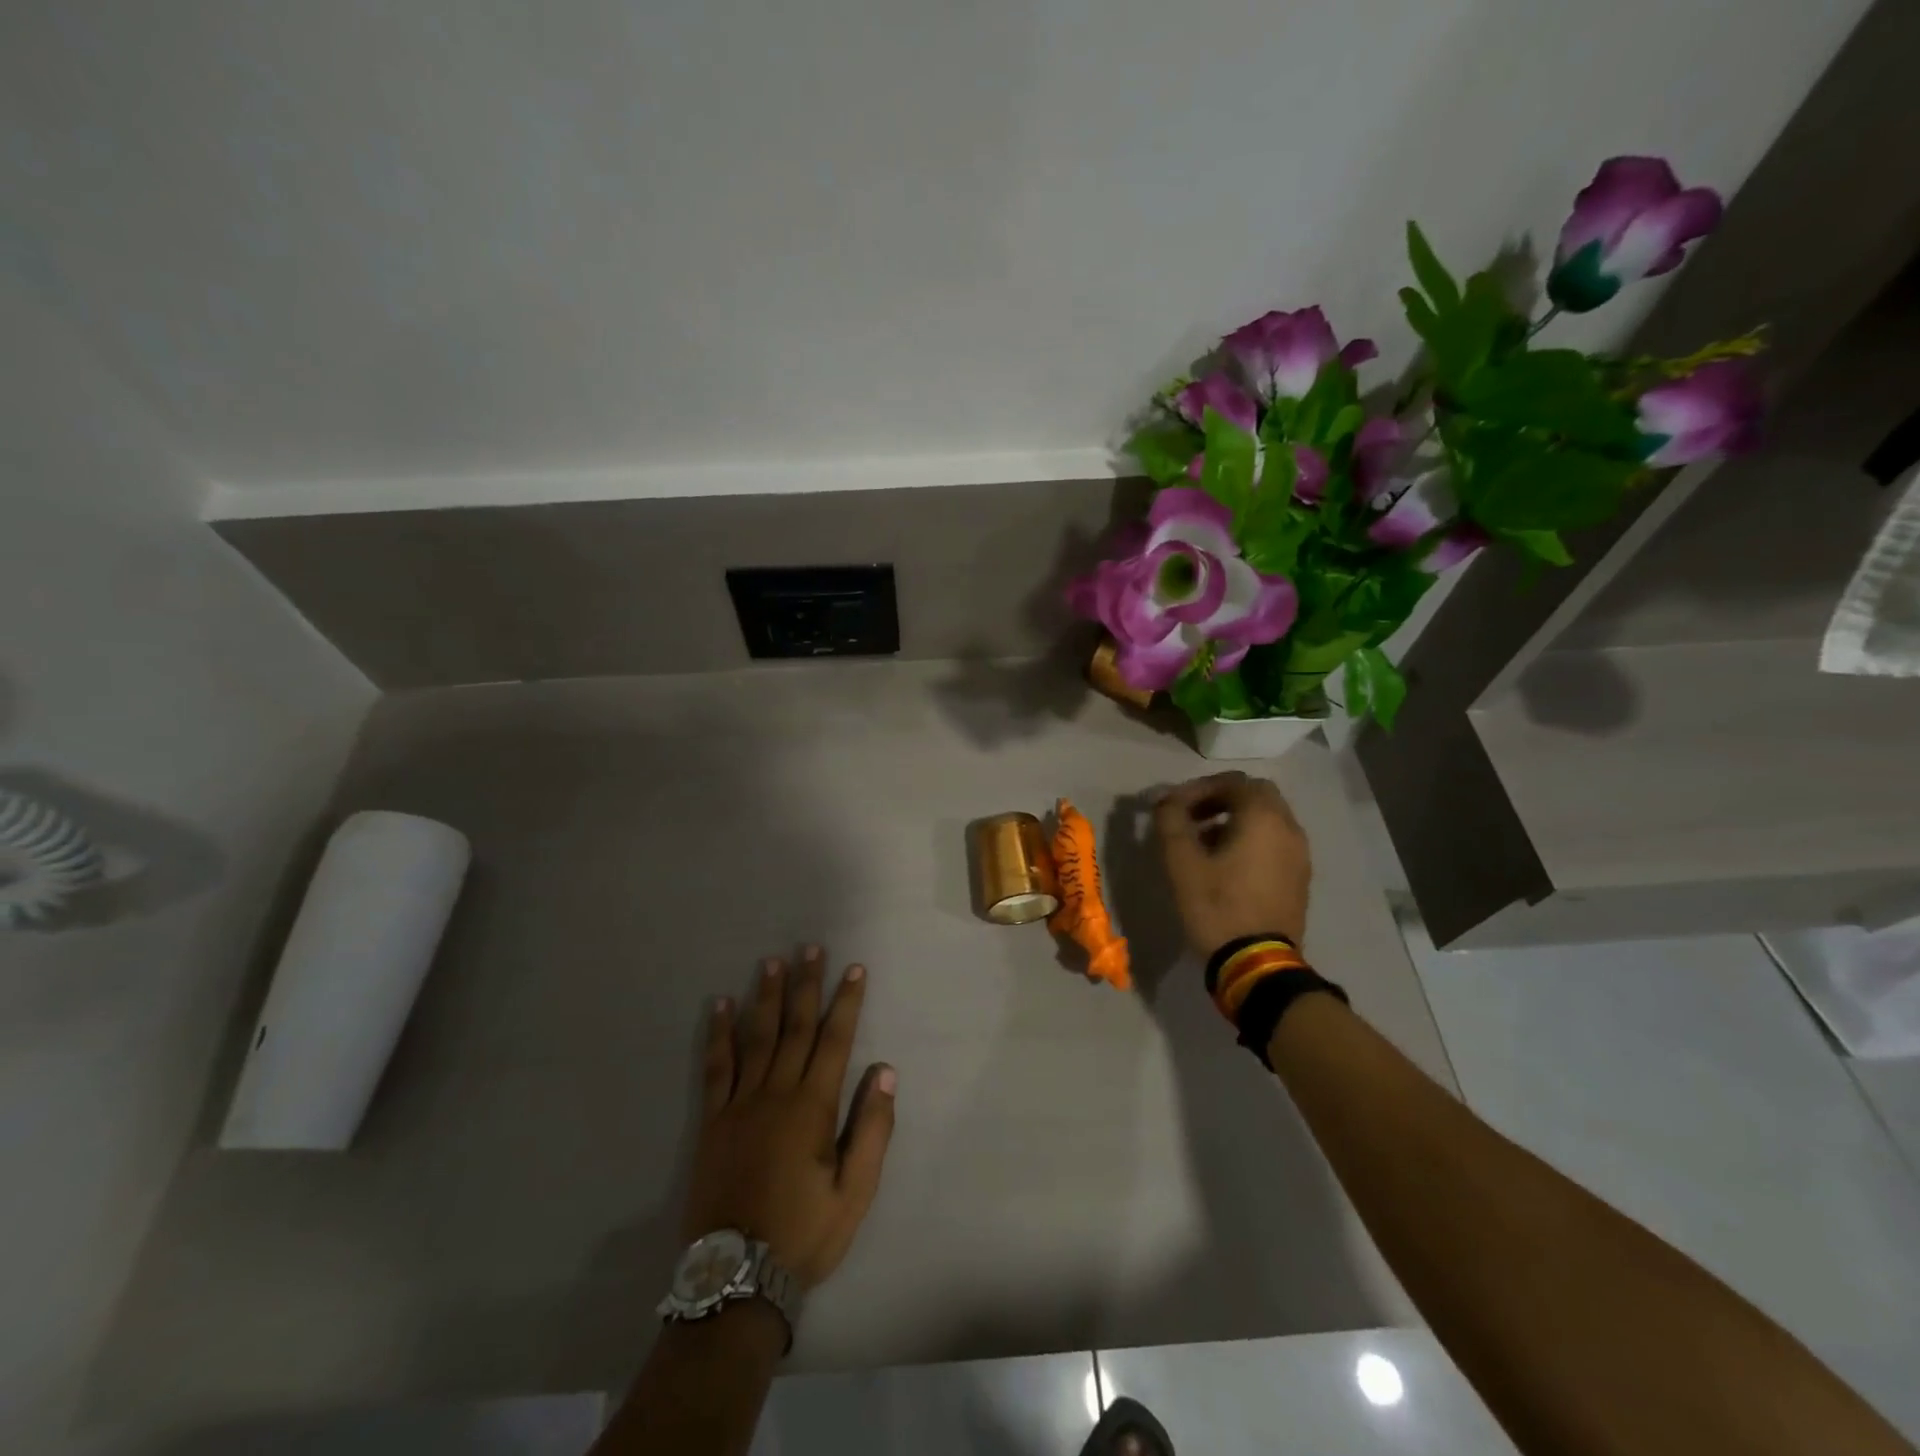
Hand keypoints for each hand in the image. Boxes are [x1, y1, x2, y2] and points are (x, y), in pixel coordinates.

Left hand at [683, 946, 895, 1291]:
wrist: (735, 1279)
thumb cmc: (803, 1234)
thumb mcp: (855, 1192)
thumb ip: (872, 1129)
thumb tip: (885, 1071)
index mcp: (813, 1107)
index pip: (835, 1040)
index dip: (846, 1002)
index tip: (854, 969)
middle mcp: (776, 1093)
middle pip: (794, 1027)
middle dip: (806, 985)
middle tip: (811, 948)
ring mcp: (739, 1104)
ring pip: (756, 1037)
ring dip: (765, 996)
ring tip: (771, 961)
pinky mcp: (712, 1121)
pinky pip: (716, 1068)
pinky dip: (719, 1034)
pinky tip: (720, 1006)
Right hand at [1154, 772, 1311, 955]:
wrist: (1258, 963)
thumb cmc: (1217, 906)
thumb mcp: (1181, 862)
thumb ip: (1170, 821)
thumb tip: (1165, 799)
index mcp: (1263, 817)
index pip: (1231, 781)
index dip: (1198, 788)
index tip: (1173, 807)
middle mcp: (1288, 827)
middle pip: (1255, 795)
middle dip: (1220, 799)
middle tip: (1191, 817)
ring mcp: (1299, 854)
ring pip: (1267, 819)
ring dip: (1235, 819)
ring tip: (1203, 842)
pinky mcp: (1299, 877)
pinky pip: (1275, 842)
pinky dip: (1251, 839)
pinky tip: (1226, 865)